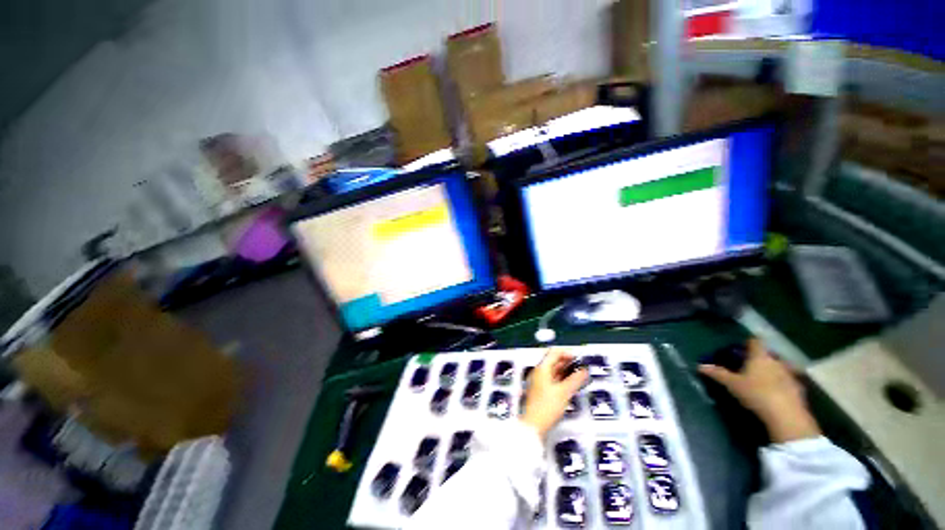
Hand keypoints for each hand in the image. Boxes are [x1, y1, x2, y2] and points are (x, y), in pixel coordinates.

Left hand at [522, 349, 587, 438]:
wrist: (534, 425)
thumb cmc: (545, 408)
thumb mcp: (564, 392)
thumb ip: (575, 380)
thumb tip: (583, 371)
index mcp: (541, 369)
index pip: (554, 353)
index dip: (567, 353)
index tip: (577, 358)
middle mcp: (538, 373)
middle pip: (553, 360)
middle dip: (566, 361)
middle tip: (579, 365)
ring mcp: (538, 382)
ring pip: (553, 370)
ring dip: (564, 370)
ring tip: (577, 374)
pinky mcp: (540, 391)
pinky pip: (552, 379)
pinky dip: (561, 379)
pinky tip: (569, 384)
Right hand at [699, 338, 821, 442]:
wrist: (786, 416)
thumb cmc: (756, 393)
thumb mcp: (732, 384)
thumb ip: (718, 374)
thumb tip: (700, 366)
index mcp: (760, 356)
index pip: (755, 342)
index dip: (748, 343)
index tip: (741, 347)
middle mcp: (776, 361)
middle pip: (768, 355)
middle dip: (760, 359)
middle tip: (750, 366)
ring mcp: (790, 375)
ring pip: (780, 368)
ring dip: (772, 371)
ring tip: (762, 380)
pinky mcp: (799, 389)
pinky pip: (787, 381)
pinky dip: (781, 384)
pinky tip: (774, 393)